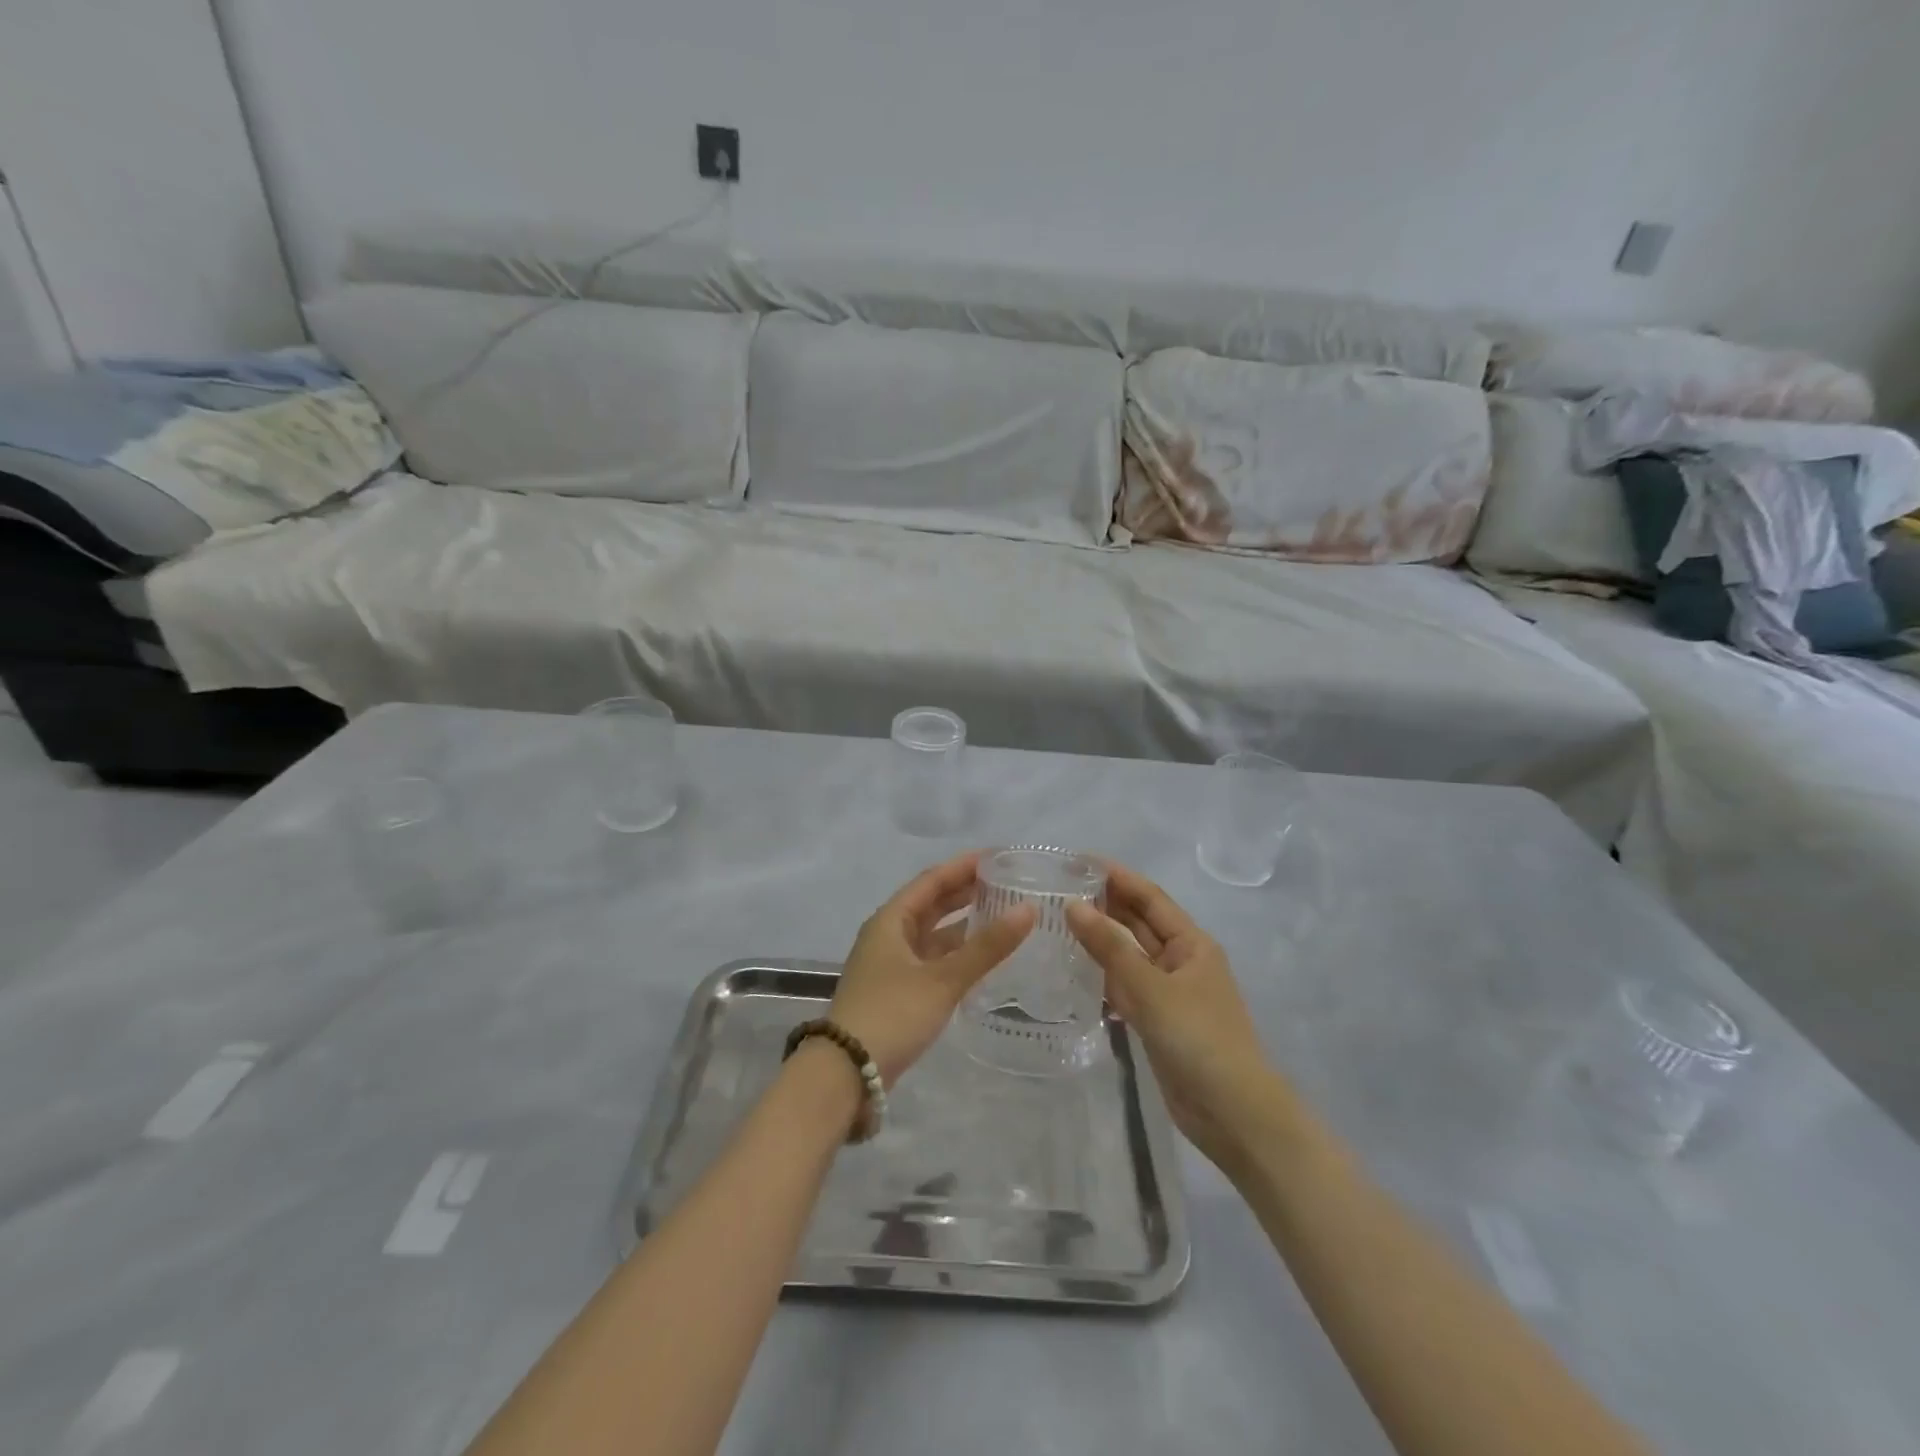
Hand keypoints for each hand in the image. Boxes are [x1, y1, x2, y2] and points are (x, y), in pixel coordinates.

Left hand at [829, 852, 1036, 1087]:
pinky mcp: (897, 990)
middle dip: (965, 892)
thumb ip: (987, 946)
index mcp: (891, 920)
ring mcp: (891, 964)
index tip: (998, 856)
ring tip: (1002, 915)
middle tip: (1006, 882)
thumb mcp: (943, 979)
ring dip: (963, 924)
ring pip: (932, 933)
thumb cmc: (893, 1013)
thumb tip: (1028, 909)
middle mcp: (888, 935)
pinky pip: (932, 958)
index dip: (963, 866)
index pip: (932, 880)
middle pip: (931, 904)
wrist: (846, 1072)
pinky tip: (981, 957)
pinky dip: (956, 953)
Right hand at [1066, 862, 1280, 1172]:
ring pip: (1129, 956)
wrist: (1233, 1114)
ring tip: (1056, 924)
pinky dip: (1103, 978)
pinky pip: (1126, 988)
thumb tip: (1073, 905)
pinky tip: (1073, 973)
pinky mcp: (1158, 1022)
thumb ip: (1110, 947)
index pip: (1150, 897)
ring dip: (1099, 941)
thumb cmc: (1199, 1039)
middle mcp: (1181, 961)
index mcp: (1191, 943)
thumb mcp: (1151, 988)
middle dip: (1104, 905)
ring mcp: (1169, 993)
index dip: (1117, 876)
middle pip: (1138, 923)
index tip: (1078, 860)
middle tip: (1057, 890)